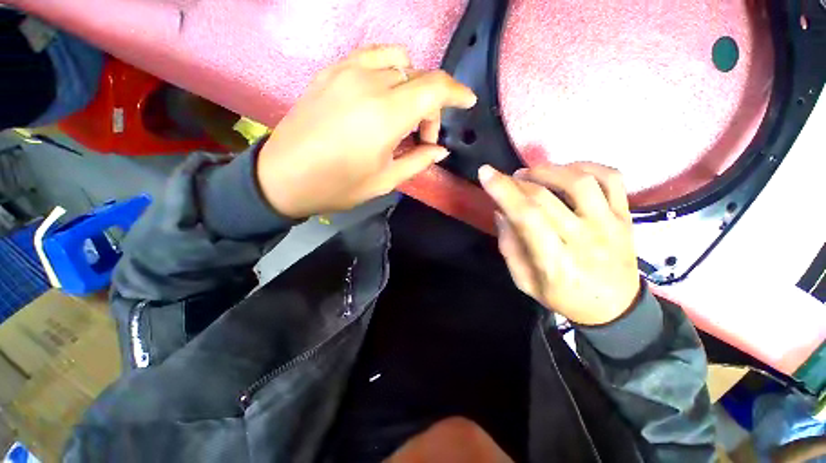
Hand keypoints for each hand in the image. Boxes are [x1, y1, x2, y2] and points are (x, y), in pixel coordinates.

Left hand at [256, 45, 476, 217]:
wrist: (283, 176)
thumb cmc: (338, 185)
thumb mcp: (384, 180)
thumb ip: (418, 160)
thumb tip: (441, 149)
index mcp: (386, 115)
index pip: (435, 88)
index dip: (456, 92)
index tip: (467, 102)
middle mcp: (370, 83)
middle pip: (419, 78)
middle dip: (431, 106)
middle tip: (423, 136)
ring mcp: (347, 71)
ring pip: (398, 63)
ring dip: (411, 87)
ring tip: (402, 115)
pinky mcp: (331, 71)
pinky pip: (371, 56)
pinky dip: (389, 69)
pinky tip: (384, 93)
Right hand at [479, 162, 640, 324]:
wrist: (615, 308)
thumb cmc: (564, 297)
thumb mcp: (525, 282)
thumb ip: (510, 247)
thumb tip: (501, 212)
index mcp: (555, 262)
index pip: (526, 216)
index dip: (504, 191)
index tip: (485, 173)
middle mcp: (584, 239)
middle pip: (546, 197)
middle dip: (517, 181)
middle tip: (505, 178)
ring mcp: (610, 225)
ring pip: (579, 182)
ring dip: (547, 170)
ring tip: (530, 174)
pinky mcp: (625, 216)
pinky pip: (611, 179)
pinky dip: (585, 166)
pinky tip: (565, 171)